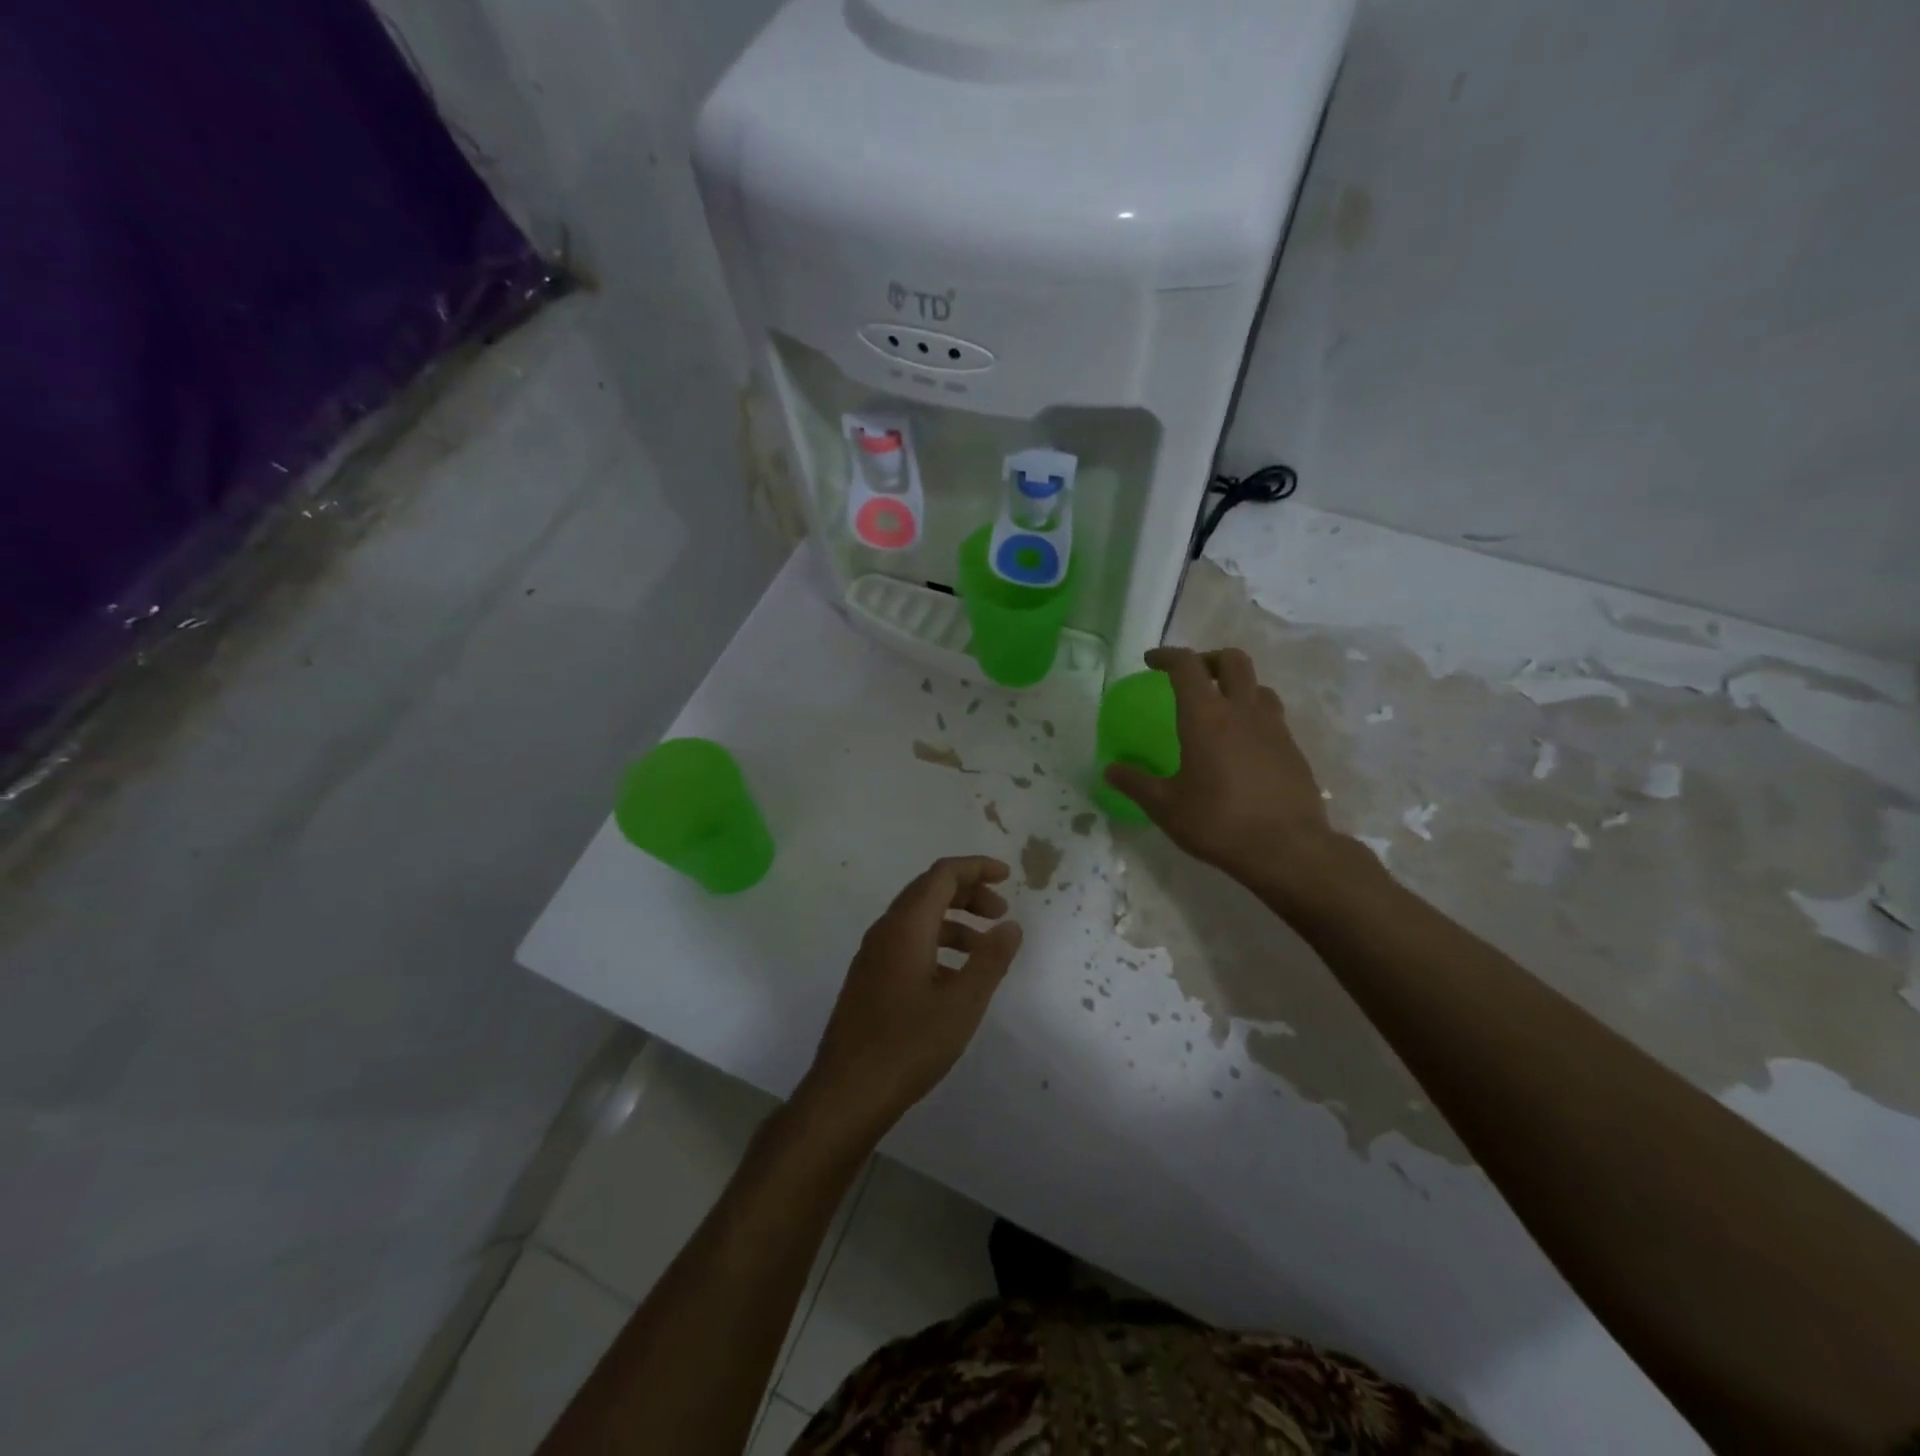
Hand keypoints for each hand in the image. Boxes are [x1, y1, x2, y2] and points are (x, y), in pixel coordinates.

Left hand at [795, 856, 1023, 1144]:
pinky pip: (907, 943)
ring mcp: (872, 955)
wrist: (847, 1092)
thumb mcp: (962, 1003)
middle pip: (928, 891)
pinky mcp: (868, 978)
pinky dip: (937, 944)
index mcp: (906, 926)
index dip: (976, 868)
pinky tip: (954, 977)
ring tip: (986, 949)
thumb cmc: (909, 1044)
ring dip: (954, 922)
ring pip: (917, 919)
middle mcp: (885, 930)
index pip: (942, 875)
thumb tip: (1010, 925)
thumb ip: (990, 959)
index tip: (1007, 876)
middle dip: (968, 893)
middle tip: (1001, 913)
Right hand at [1104, 647, 1342, 896]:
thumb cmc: (1218, 822)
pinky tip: (1243, 745)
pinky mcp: (1293, 749)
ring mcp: (1274, 728)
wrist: (1288, 849)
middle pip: (1232, 660)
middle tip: (1192, 677)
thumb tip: (1110, 770)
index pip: (1186, 666)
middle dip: (1208, 659)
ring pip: (1258, 686)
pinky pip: (1272, 716)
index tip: (1151, 662)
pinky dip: (1253, 715)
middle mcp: (1242, 711)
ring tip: (1221, 708)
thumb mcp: (1165, 807)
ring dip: (1236, 685)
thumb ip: (1136, 783)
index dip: (1167, 656)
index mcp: (1205, 717)